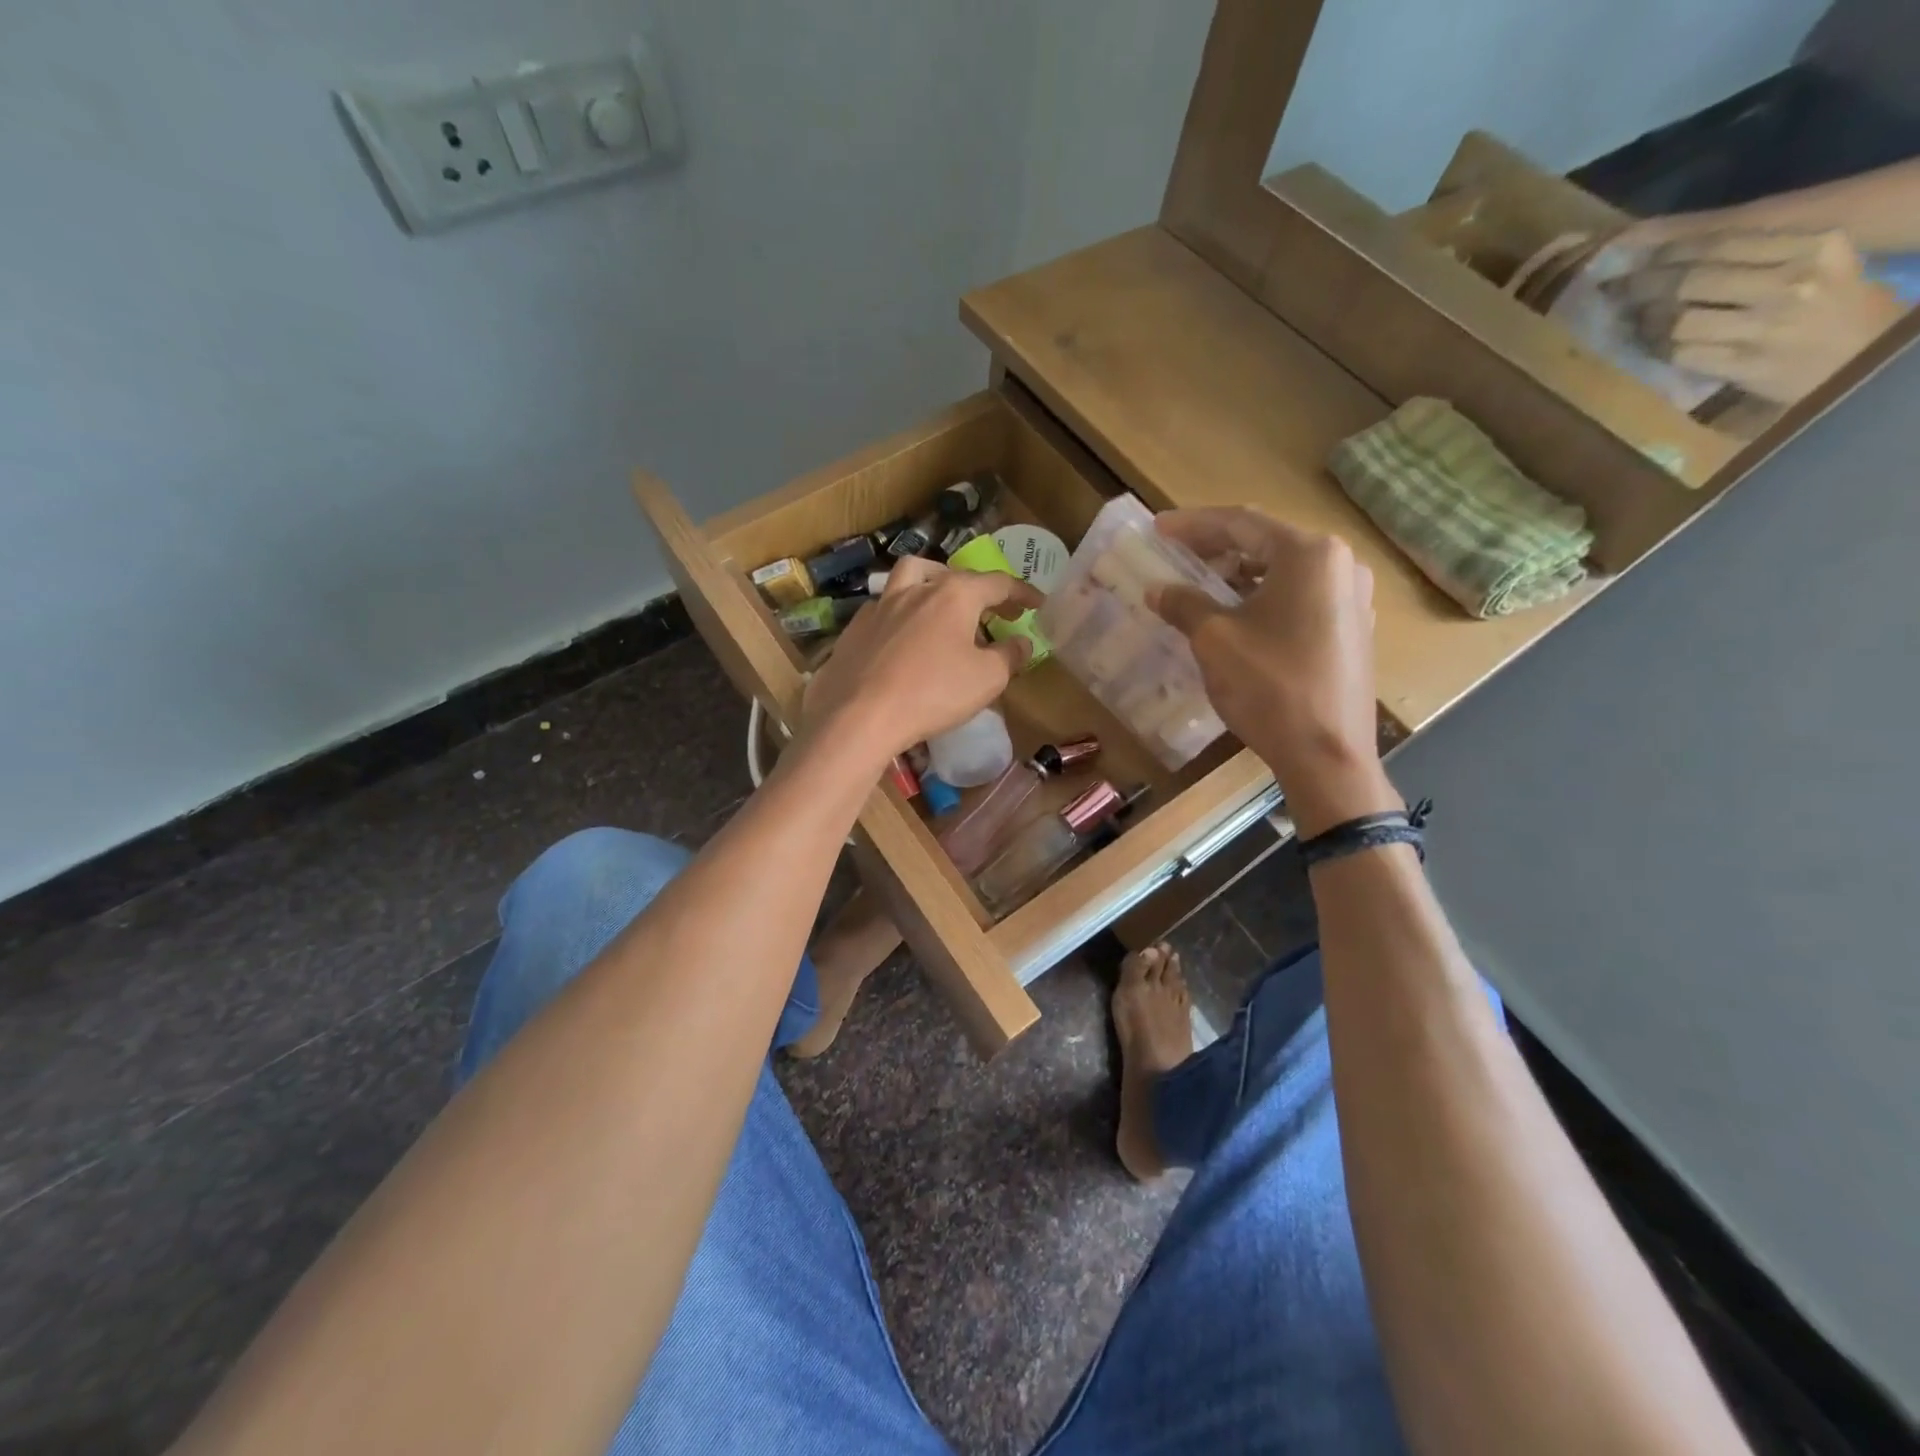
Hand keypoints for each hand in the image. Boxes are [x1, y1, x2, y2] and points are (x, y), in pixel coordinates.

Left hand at [800, 557, 1040, 764]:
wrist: (858, 716)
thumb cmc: (932, 694)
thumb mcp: (986, 680)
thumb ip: (1009, 656)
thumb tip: (1022, 642)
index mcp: (954, 595)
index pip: (997, 583)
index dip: (1021, 592)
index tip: (1036, 604)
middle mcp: (915, 590)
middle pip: (952, 575)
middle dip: (978, 589)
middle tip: (990, 610)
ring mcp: (879, 606)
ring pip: (910, 577)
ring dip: (932, 582)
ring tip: (941, 603)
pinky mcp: (854, 629)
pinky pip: (883, 608)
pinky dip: (901, 613)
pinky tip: (902, 636)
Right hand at [1148, 508, 1399, 835]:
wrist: (1326, 754)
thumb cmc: (1269, 686)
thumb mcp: (1214, 640)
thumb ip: (1184, 604)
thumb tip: (1158, 589)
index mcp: (1309, 554)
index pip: (1240, 523)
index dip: (1192, 525)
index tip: (1156, 529)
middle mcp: (1339, 564)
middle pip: (1265, 544)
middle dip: (1216, 549)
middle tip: (1176, 558)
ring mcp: (1351, 597)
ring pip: (1283, 572)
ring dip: (1238, 575)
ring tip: (1200, 587)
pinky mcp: (1351, 628)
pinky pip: (1299, 597)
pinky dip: (1262, 597)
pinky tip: (1236, 616)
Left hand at [1605, 229, 1905, 404]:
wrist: (1866, 362)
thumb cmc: (1841, 312)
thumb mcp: (1821, 268)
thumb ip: (1766, 259)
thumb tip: (1688, 261)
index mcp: (1815, 249)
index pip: (1724, 244)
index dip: (1671, 254)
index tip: (1641, 261)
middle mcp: (1791, 281)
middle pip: (1692, 280)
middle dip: (1644, 285)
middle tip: (1617, 291)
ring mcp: (1766, 325)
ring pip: (1679, 319)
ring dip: (1647, 322)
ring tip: (1633, 321)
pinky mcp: (1744, 363)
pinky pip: (1681, 354)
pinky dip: (1658, 350)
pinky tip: (1651, 346)